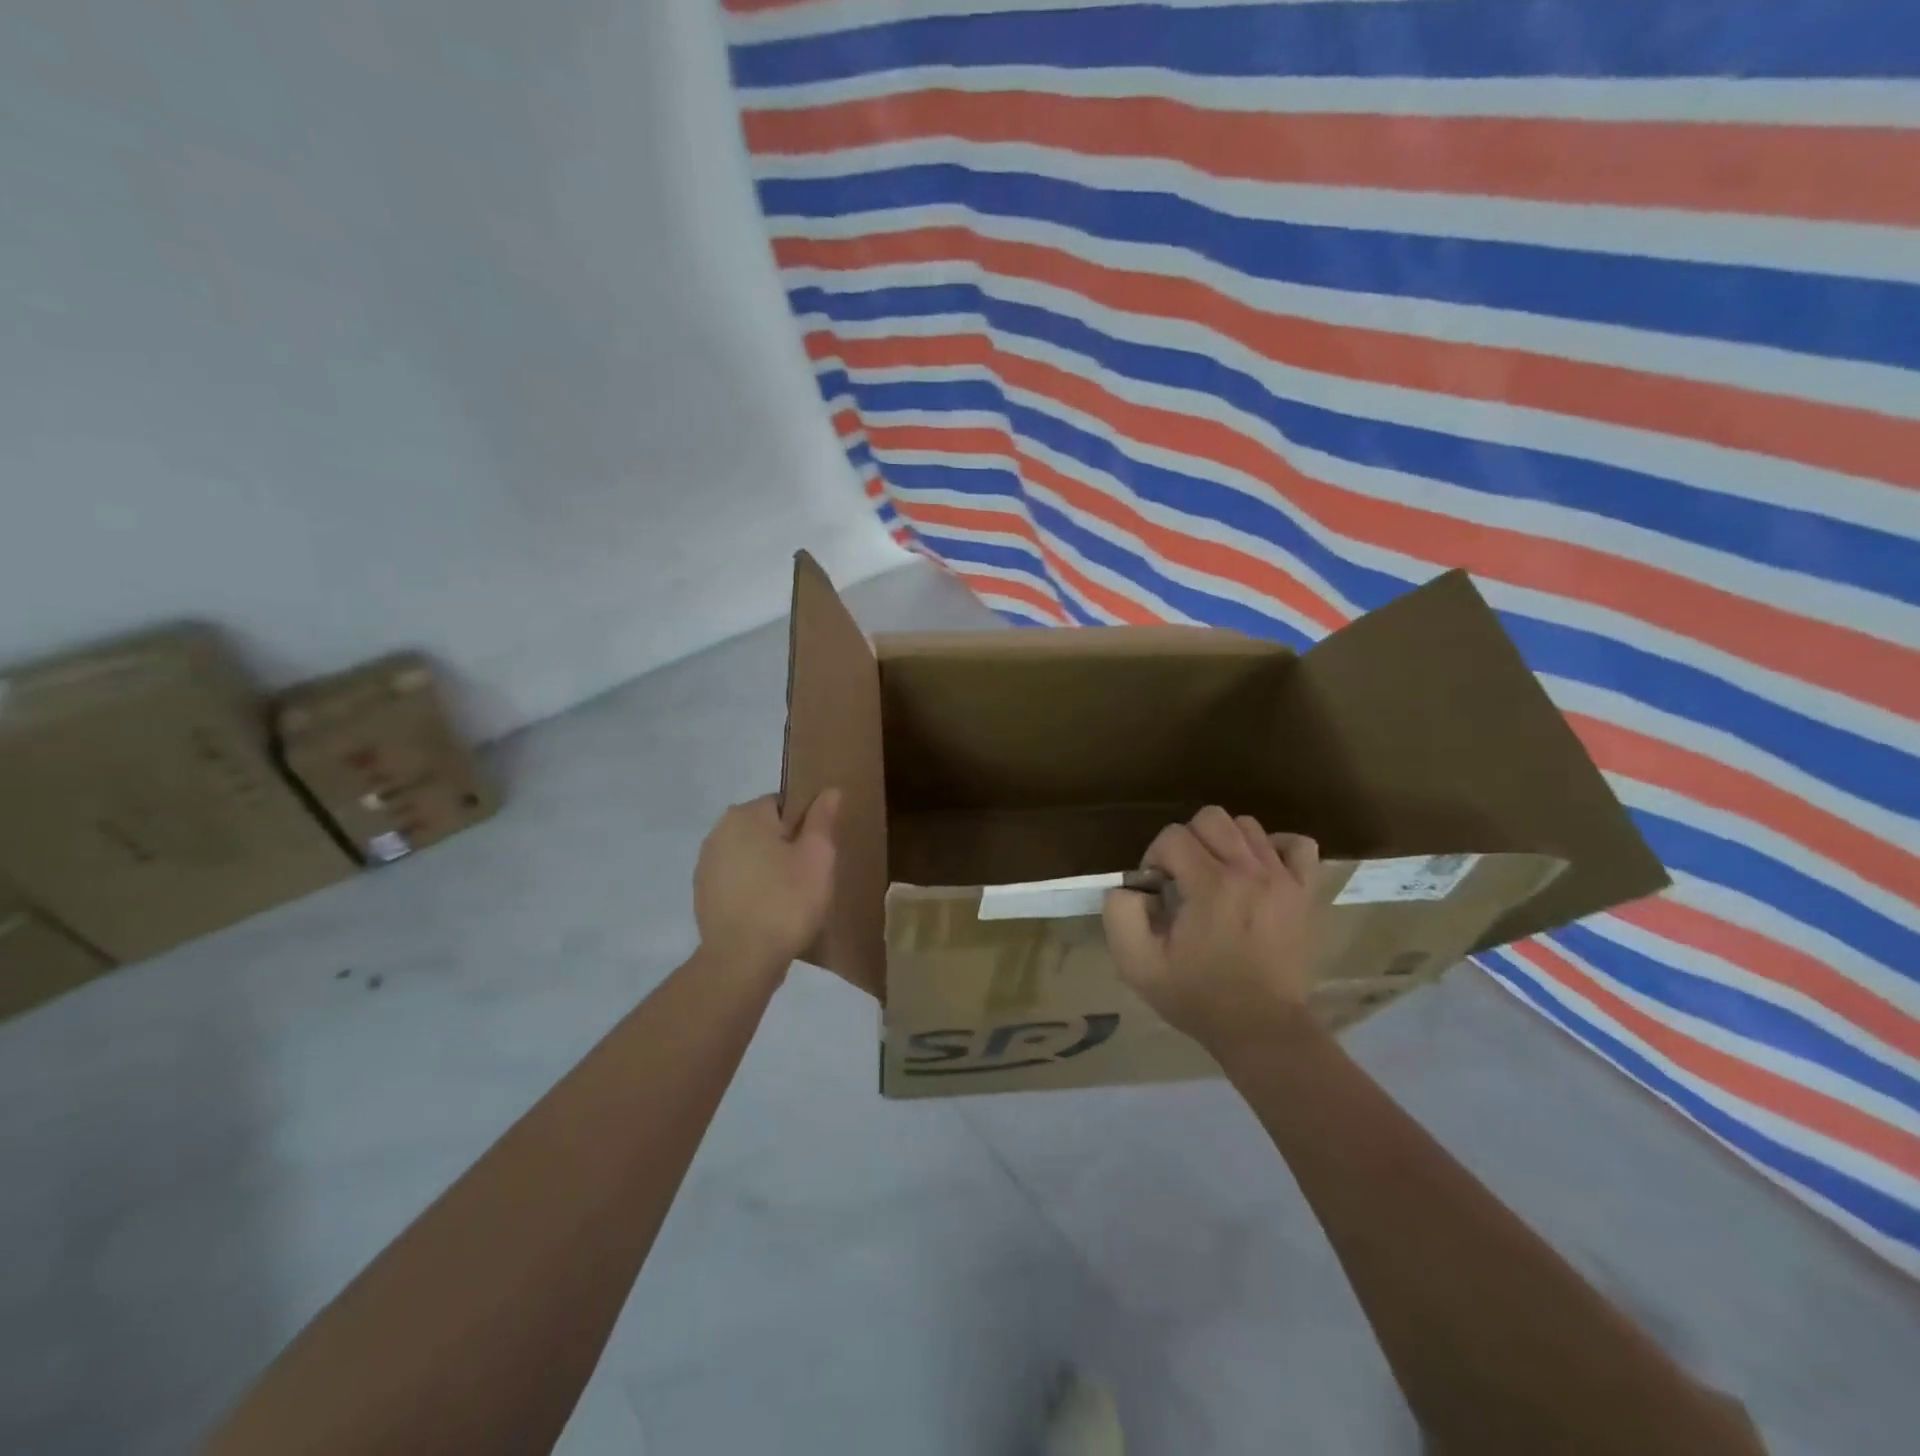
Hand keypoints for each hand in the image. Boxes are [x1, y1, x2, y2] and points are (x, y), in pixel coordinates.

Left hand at [693, 791, 839, 974]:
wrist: (742, 959)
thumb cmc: (787, 901)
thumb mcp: (818, 857)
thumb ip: (823, 819)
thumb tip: (829, 791)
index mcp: (746, 815)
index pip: (783, 803)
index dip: (805, 826)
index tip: (816, 853)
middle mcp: (719, 831)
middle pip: (764, 829)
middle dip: (785, 846)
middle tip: (807, 876)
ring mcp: (706, 864)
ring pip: (749, 855)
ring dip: (767, 867)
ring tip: (788, 897)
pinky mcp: (702, 894)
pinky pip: (736, 880)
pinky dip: (751, 888)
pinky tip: (767, 911)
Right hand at [1102, 806, 1320, 1053]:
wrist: (1261, 1029)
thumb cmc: (1197, 997)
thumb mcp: (1138, 964)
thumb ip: (1120, 914)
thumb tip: (1130, 887)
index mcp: (1210, 886)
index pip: (1173, 836)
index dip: (1155, 858)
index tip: (1157, 891)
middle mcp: (1249, 871)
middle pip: (1210, 818)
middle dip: (1187, 842)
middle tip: (1183, 879)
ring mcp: (1283, 879)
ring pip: (1247, 826)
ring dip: (1224, 844)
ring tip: (1217, 877)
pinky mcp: (1305, 892)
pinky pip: (1297, 845)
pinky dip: (1274, 848)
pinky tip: (1258, 870)